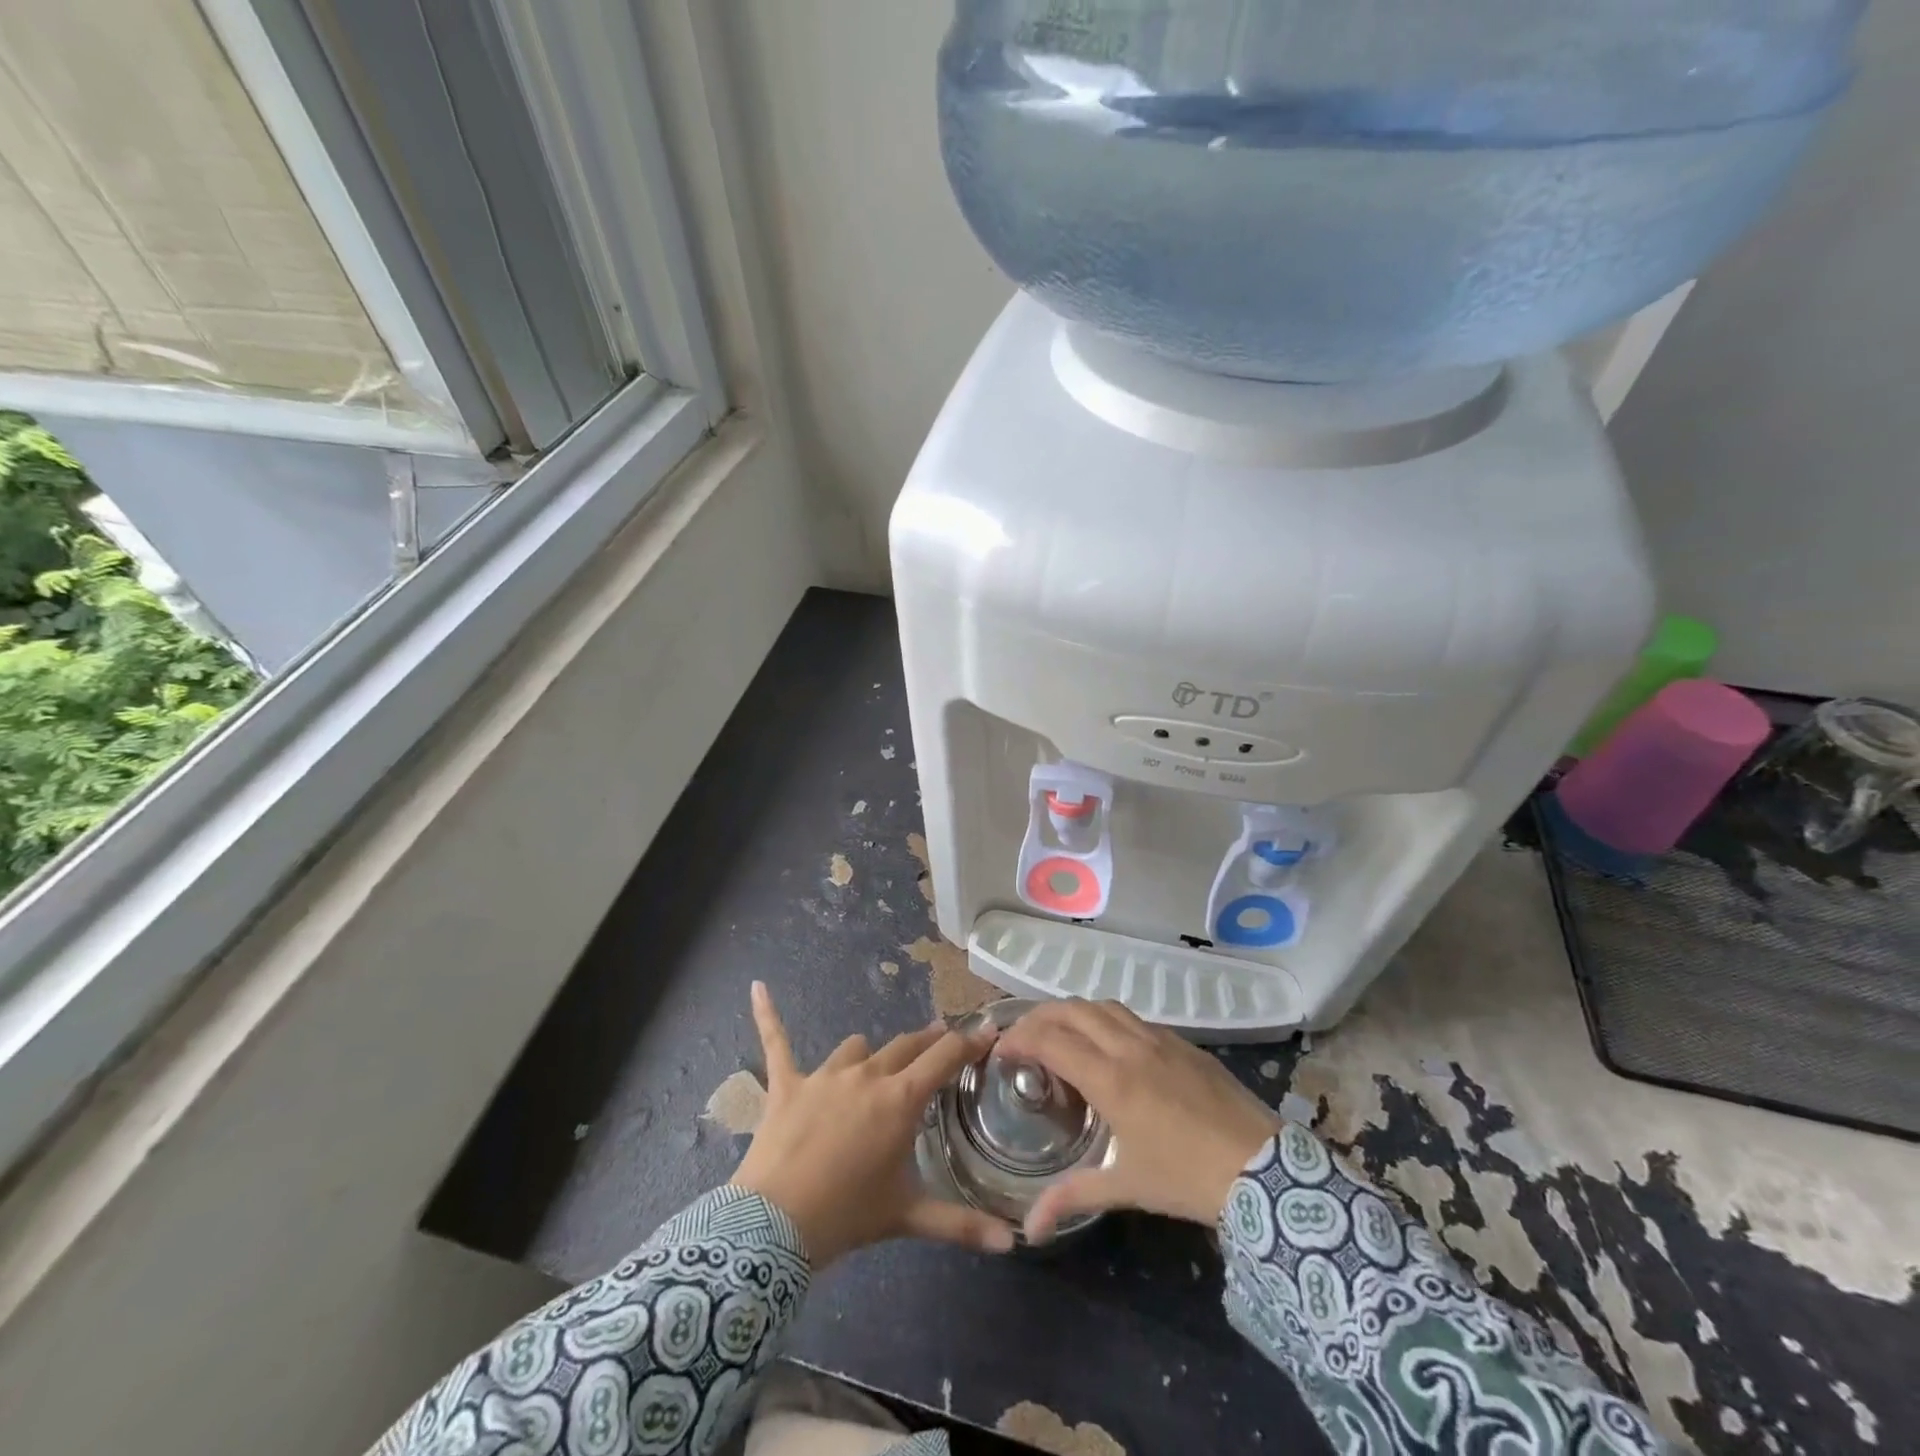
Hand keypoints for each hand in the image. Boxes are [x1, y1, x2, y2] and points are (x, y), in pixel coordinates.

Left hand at [730, 981, 1017, 1265]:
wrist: (774, 1228)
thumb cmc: (847, 1216)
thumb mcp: (908, 1216)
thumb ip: (962, 1224)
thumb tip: (1013, 1242)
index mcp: (900, 1099)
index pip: (944, 1056)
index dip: (970, 1041)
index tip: (988, 1030)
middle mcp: (867, 1075)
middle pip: (906, 1044)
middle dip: (928, 1041)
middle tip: (942, 1042)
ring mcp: (824, 1075)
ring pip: (857, 1046)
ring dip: (870, 1055)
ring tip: (875, 1067)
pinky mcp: (787, 1083)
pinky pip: (777, 1041)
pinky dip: (768, 1014)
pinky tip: (757, 986)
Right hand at [994, 999, 1282, 1243]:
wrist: (1264, 1168)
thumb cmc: (1188, 1178)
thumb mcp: (1126, 1188)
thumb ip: (1073, 1198)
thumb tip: (1028, 1230)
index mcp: (1110, 1078)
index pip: (1050, 1040)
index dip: (1018, 1039)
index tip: (1000, 1052)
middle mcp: (1129, 1046)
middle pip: (1071, 1009)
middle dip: (1038, 1017)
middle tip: (1022, 1038)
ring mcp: (1158, 1038)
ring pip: (1103, 1005)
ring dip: (1072, 1013)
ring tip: (1059, 1035)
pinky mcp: (1182, 1041)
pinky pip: (1132, 1017)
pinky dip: (1105, 1020)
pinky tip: (1107, 1046)